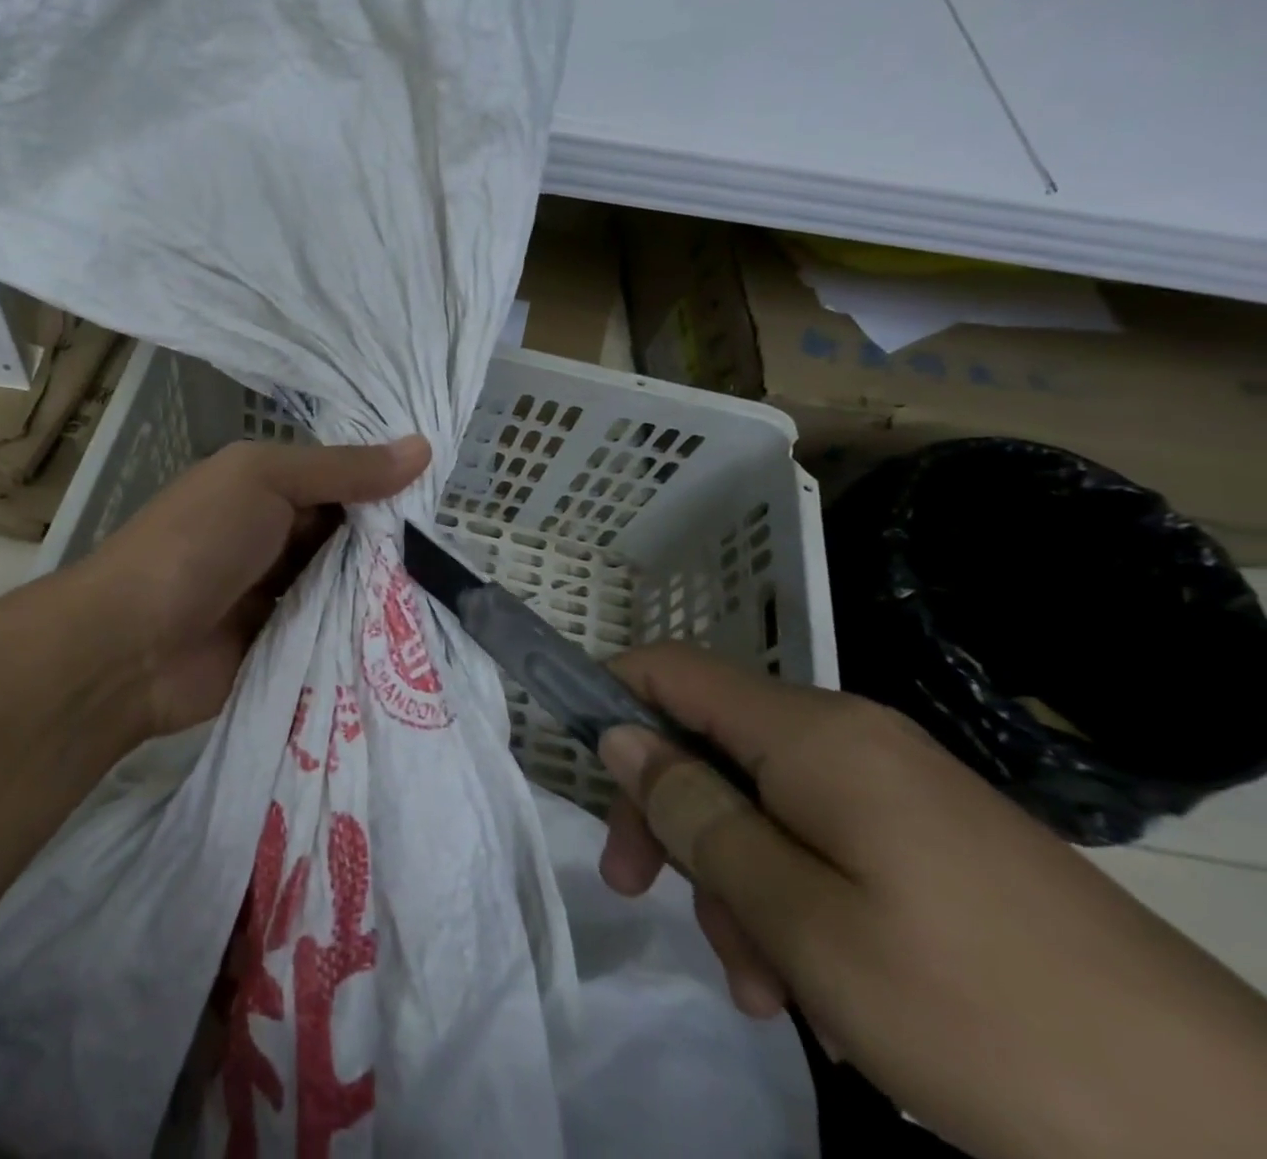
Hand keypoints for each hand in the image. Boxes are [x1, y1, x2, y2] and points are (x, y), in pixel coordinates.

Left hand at [77, 436, 429, 738]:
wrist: (132, 645)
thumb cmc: (197, 542)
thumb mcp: (265, 480)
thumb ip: (341, 469)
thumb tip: (422, 447)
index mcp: (263, 487)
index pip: (339, 479)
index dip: (386, 486)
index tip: (444, 500)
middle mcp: (272, 535)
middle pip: (346, 535)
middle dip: (391, 543)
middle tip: (456, 552)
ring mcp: (275, 593)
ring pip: (343, 585)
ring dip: (380, 589)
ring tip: (451, 594)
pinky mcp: (282, 645)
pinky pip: (331, 631)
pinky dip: (361, 631)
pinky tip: (415, 635)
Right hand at [595, 643, 1266, 1158]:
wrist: (1233, 1139)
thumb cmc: (979, 1012)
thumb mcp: (801, 919)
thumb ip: (696, 816)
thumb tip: (620, 735)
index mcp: (813, 734)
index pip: (674, 670)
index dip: (612, 694)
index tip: (579, 763)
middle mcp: (850, 738)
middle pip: (711, 744)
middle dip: (670, 816)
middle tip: (641, 894)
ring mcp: (898, 790)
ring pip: (764, 804)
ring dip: (735, 880)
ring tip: (761, 985)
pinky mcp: (934, 843)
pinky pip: (823, 842)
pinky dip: (793, 899)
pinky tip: (816, 989)